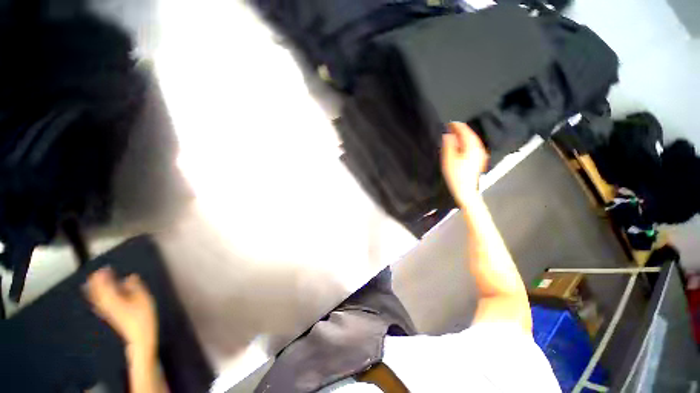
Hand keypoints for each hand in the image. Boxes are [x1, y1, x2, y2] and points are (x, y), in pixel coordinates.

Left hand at [85, 267, 157, 361]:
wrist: (139, 338)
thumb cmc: (143, 317)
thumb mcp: (144, 300)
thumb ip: (136, 287)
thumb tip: (130, 277)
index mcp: (114, 299)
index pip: (104, 286)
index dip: (103, 276)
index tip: (105, 268)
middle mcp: (107, 305)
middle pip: (98, 292)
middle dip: (97, 282)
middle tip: (100, 273)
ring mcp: (108, 312)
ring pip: (98, 299)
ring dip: (96, 289)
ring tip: (97, 282)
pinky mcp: (111, 316)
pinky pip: (101, 304)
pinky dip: (99, 297)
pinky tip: (101, 297)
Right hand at [441, 122, 488, 206]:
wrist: (465, 191)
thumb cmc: (456, 175)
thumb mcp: (449, 159)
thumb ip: (449, 145)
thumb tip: (448, 134)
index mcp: (472, 147)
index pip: (465, 132)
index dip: (457, 126)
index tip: (449, 123)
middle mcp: (478, 149)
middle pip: (470, 135)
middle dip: (460, 130)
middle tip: (450, 128)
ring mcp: (479, 155)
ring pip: (472, 141)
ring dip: (463, 137)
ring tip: (453, 135)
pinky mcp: (477, 161)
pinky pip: (472, 147)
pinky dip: (465, 143)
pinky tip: (460, 146)